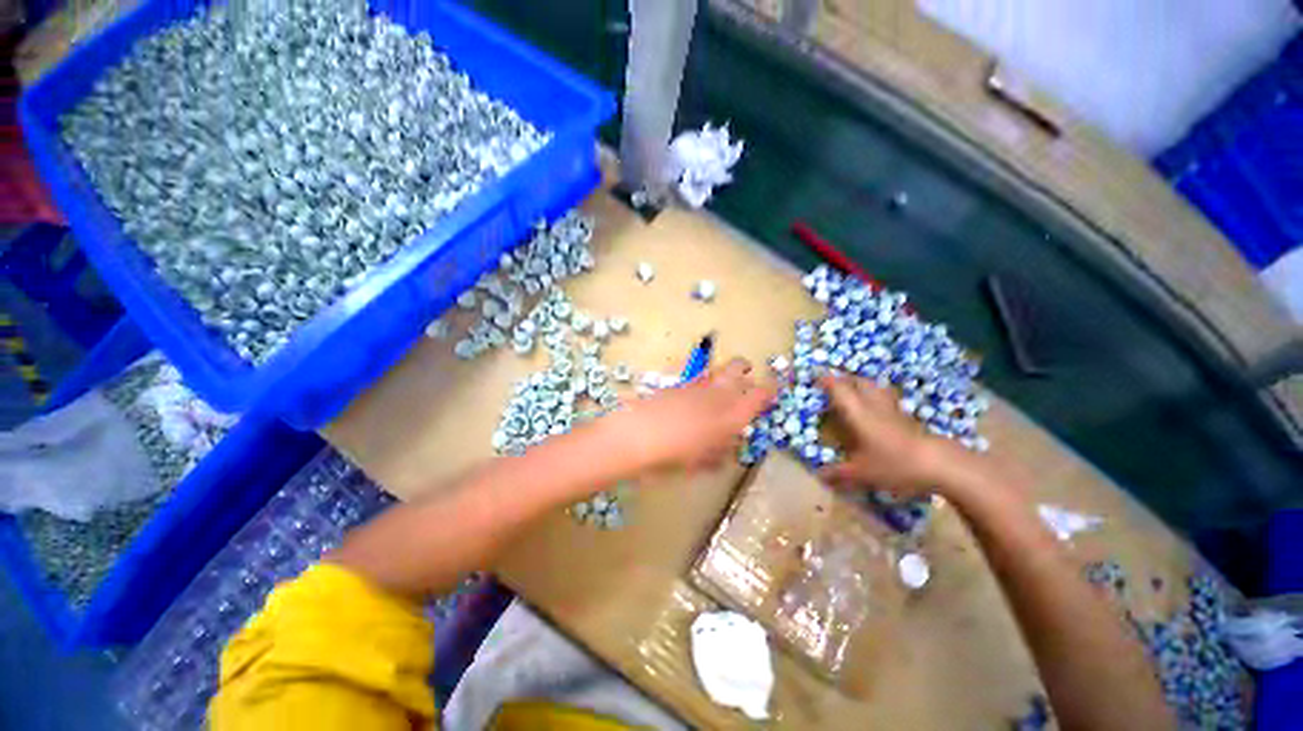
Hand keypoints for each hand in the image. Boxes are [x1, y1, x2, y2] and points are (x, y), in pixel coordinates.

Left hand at [607, 358, 775, 472]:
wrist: (637, 436)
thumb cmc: (674, 457)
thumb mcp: (700, 464)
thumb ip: (717, 456)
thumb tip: (725, 453)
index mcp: (731, 416)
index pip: (759, 395)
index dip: (769, 389)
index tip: (772, 389)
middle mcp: (717, 394)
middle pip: (738, 367)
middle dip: (745, 368)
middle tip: (746, 374)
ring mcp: (696, 385)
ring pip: (717, 368)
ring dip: (724, 372)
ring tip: (722, 383)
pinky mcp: (677, 384)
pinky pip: (698, 377)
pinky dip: (704, 381)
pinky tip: (697, 393)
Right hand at [817, 373, 970, 497]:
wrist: (940, 464)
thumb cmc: (894, 464)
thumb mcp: (861, 473)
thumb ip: (839, 473)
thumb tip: (819, 475)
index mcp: (858, 412)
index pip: (839, 388)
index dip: (825, 380)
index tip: (814, 377)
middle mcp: (873, 405)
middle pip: (858, 382)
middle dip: (843, 380)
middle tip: (831, 386)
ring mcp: (892, 409)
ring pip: (874, 388)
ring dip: (861, 386)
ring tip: (852, 394)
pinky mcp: (906, 417)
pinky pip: (885, 399)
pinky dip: (875, 398)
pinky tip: (874, 411)